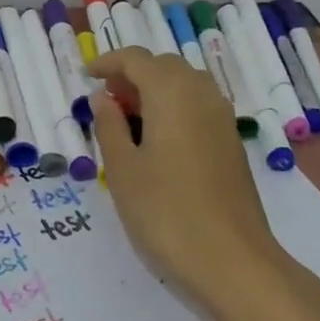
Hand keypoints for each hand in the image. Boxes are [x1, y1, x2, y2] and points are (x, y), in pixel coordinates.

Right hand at [86, 47, 277, 307]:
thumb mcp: (122, 169)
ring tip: (128, 120)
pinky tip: (157, 141)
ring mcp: (222, 120)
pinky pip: (198, 107)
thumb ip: (109, 126)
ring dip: (155, 90)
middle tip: (106, 101)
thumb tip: (103, 98)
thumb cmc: (166, 211)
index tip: (86, 76)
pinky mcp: (231, 144)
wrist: (233, 261)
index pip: (136, 59)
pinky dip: (173, 108)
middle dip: (133, 74)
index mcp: (171, 93)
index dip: (108, 62)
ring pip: (185, 85)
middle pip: (164, 66)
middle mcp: (202, 96)